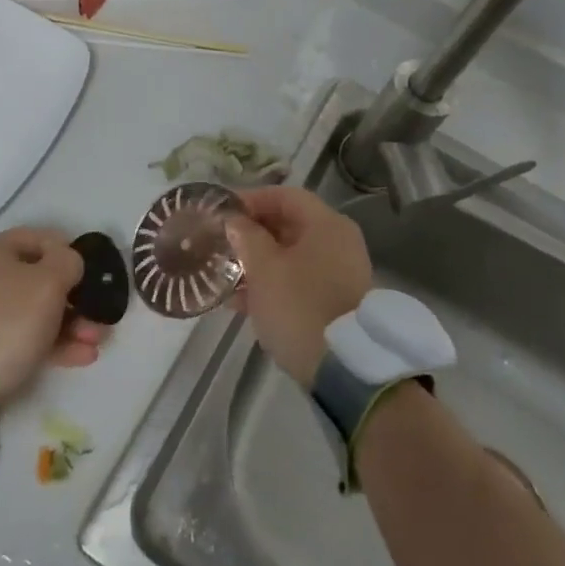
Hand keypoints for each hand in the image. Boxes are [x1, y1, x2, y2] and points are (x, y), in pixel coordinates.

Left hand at [0, 228, 106, 403]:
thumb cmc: (9, 318)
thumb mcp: (49, 281)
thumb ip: (68, 262)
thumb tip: (69, 263)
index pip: (40, 238)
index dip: (70, 251)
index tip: (93, 271)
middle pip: (41, 279)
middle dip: (77, 298)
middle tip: (99, 315)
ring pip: (37, 312)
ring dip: (72, 324)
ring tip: (96, 341)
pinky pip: (26, 337)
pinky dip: (55, 344)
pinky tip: (83, 356)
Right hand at [225, 187, 372, 387]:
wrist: (345, 369)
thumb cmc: (300, 307)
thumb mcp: (264, 269)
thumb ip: (246, 237)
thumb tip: (235, 220)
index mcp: (326, 224)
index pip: (284, 196)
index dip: (250, 200)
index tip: (220, 214)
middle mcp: (338, 242)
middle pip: (289, 224)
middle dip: (251, 234)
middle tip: (219, 244)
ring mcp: (340, 272)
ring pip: (291, 256)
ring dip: (258, 263)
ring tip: (224, 276)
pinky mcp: (335, 301)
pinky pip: (299, 281)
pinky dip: (273, 285)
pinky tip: (241, 303)